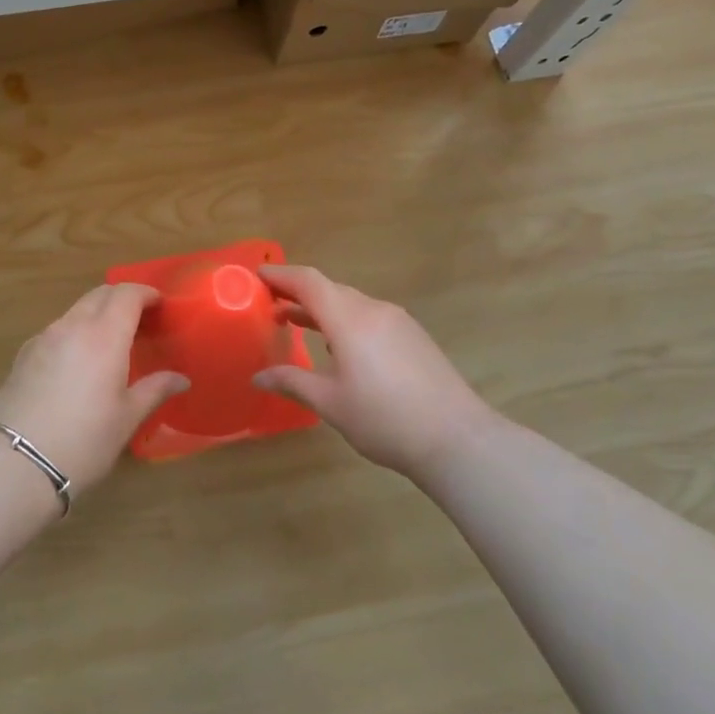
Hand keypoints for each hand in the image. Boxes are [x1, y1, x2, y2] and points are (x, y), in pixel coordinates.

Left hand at [0, 283, 188, 492]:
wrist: (17, 464)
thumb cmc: (84, 441)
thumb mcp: (127, 418)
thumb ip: (155, 389)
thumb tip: (181, 378)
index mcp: (104, 336)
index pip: (127, 294)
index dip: (146, 293)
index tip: (160, 305)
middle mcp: (72, 326)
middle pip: (100, 295)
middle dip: (122, 298)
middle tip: (140, 321)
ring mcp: (44, 338)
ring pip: (76, 310)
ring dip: (97, 314)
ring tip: (111, 342)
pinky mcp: (24, 354)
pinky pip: (57, 330)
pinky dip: (75, 332)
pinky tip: (78, 362)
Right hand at [252, 265, 492, 479]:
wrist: (457, 438)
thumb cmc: (385, 419)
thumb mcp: (331, 403)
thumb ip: (293, 382)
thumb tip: (258, 377)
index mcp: (350, 319)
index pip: (308, 282)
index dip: (281, 275)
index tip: (257, 274)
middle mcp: (374, 310)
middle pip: (330, 289)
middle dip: (297, 292)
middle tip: (269, 303)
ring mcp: (398, 321)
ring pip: (351, 303)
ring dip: (321, 308)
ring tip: (295, 322)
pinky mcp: (413, 336)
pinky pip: (369, 316)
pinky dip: (344, 320)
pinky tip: (337, 345)